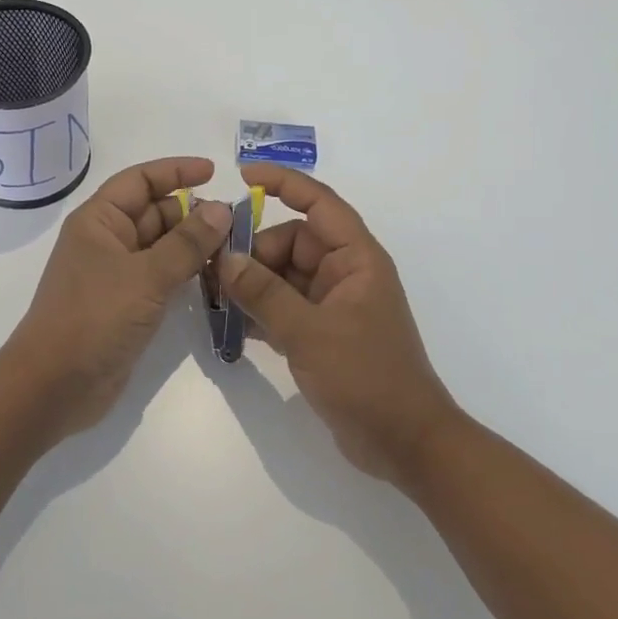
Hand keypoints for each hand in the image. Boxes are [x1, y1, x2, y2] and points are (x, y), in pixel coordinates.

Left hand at [2, 157, 232, 439]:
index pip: (140, 180)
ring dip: (194, 244)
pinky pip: (161, 277)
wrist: (55, 386)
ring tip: (235, 248)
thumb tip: (222, 209)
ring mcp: (116, 275)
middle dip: (193, 212)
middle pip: (154, 212)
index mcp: (99, 221)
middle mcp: (107, 241)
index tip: (215, 172)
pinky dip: (186, 273)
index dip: (175, 171)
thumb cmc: (94, 318)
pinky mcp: (127, 305)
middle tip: (238, 222)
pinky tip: (217, 277)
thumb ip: (187, 243)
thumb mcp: (145, 276)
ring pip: (161, 246)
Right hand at [219, 165, 463, 484]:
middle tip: (213, 272)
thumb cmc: (366, 376)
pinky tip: (231, 324)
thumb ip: (263, 292)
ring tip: (214, 298)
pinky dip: (260, 310)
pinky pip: (284, 306)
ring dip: (252, 283)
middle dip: (253, 252)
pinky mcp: (322, 333)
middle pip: (291, 242)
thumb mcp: (308, 331)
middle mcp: (345, 273)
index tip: (242, 175)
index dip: (284, 183)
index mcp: (356, 259)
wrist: (404, 443)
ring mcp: (333, 304)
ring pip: (284, 276)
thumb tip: (226, 258)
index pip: (319, 204)